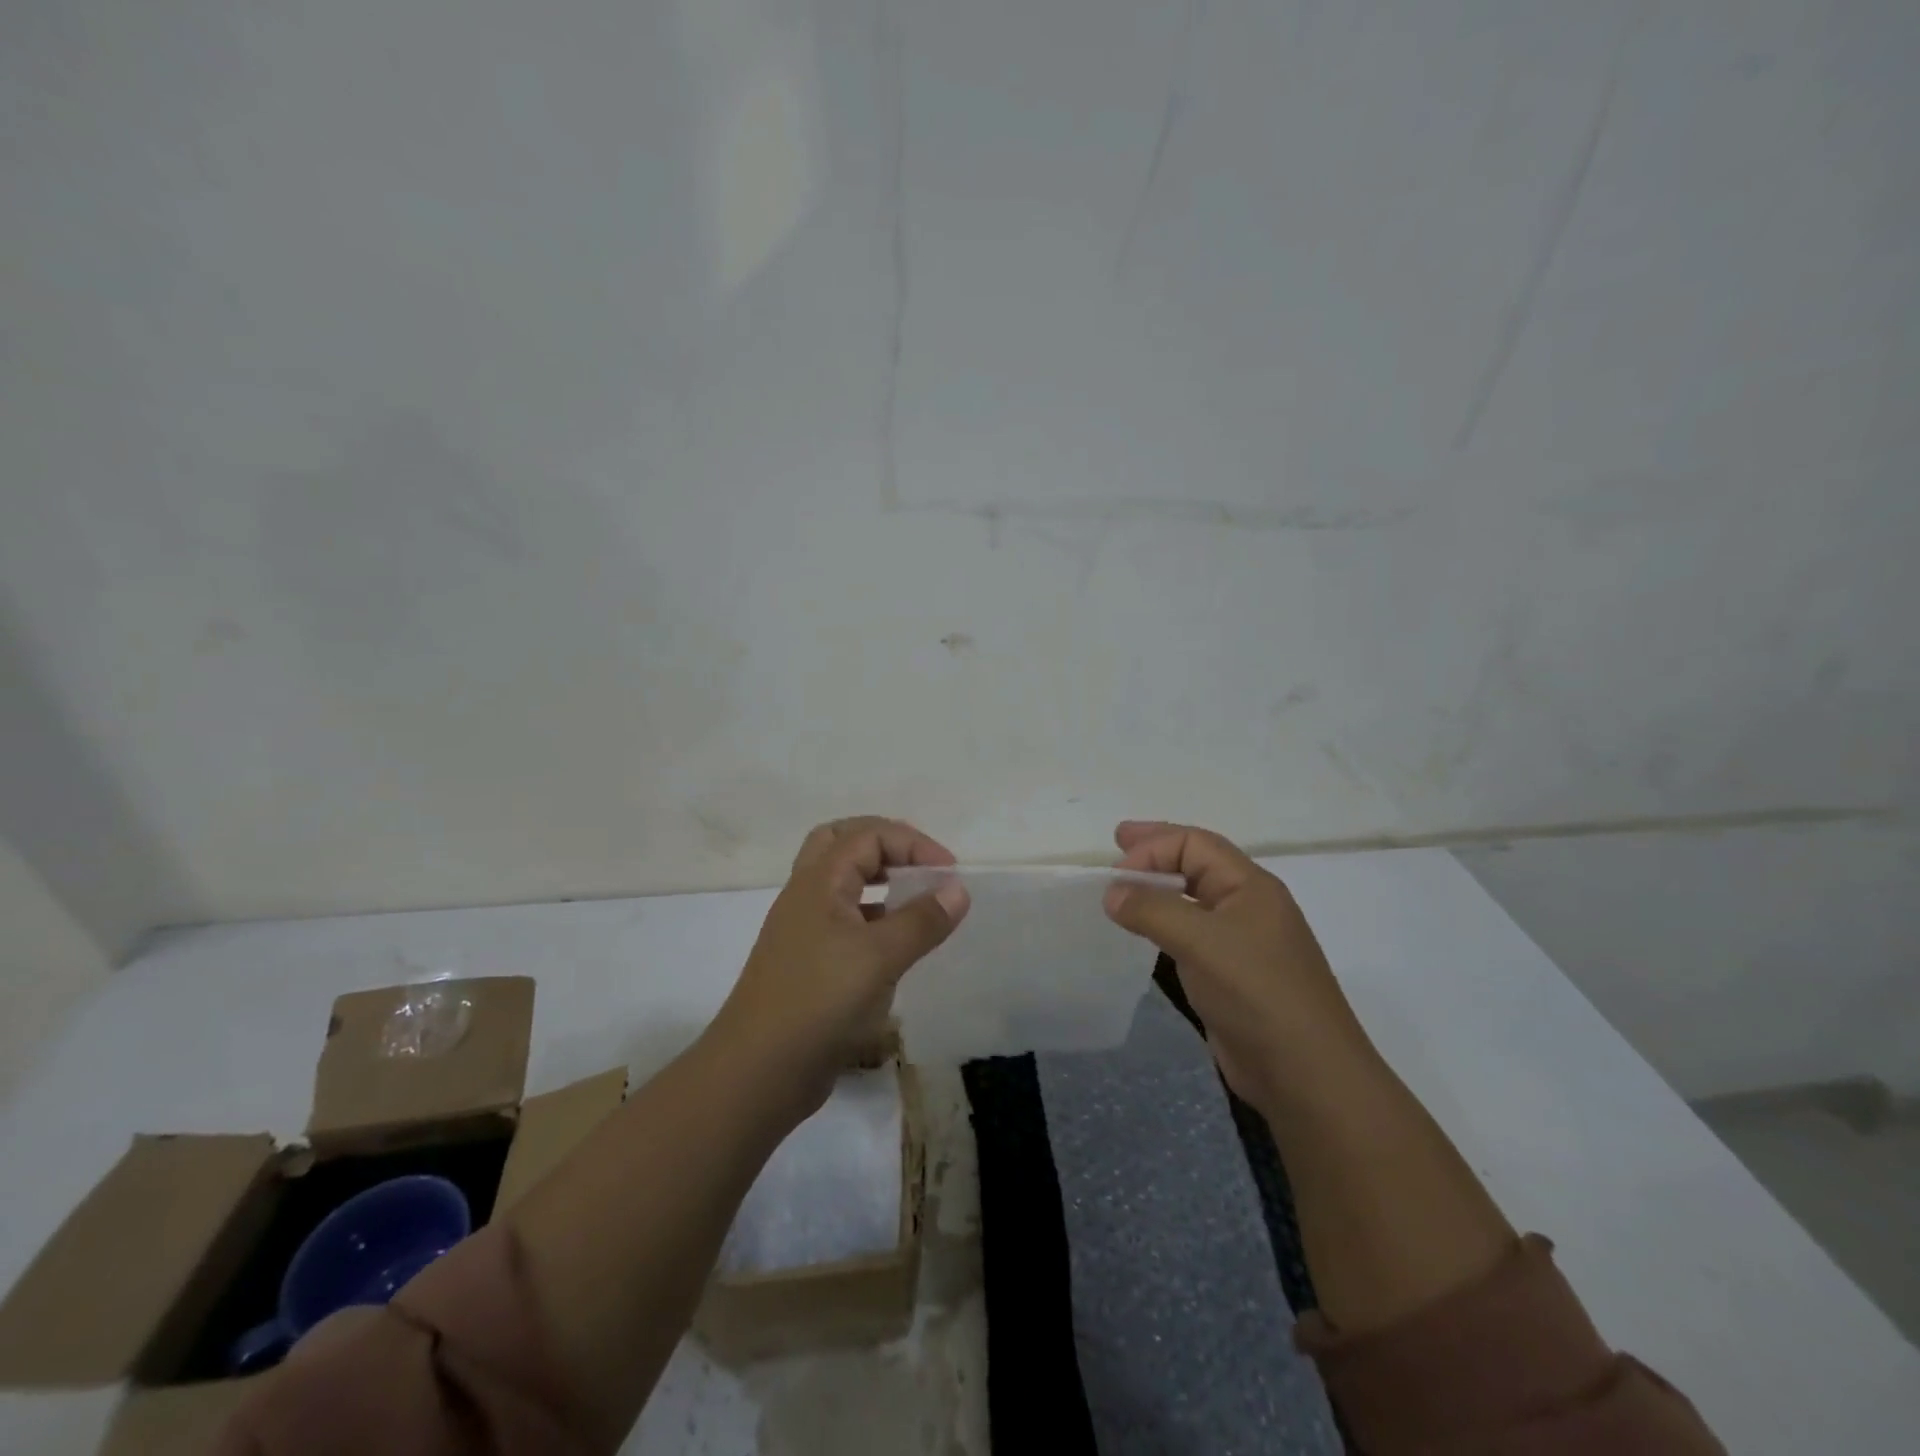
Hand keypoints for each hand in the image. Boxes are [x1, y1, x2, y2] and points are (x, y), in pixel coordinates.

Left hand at [712, 817, 969, 1115]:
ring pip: (840, 883)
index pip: (868, 835)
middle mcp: (806, 895)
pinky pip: (843, 921)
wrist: (758, 1072)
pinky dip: (872, 917)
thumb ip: (922, 920)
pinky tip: (895, 945)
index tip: (949, 872)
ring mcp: (803, 930)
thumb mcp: (880, 957)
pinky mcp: (807, 963)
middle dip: (885, 845)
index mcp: (818, 881)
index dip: (912, 843)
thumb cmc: (819, 1001)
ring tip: (914, 900)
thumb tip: (958, 889)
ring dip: (877, 880)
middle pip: (841, 844)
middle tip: (919, 865)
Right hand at [1103, 820, 1377, 1113]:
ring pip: (1191, 900)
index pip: (1195, 844)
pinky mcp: (1230, 975)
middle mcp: (1246, 906)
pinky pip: (1190, 934)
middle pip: (1196, 863)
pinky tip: (1144, 933)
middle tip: (1117, 841)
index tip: (1115, 872)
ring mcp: (1240, 942)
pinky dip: (1163, 924)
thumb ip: (1152, 910)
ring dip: (1157, 889)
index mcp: (1250, 886)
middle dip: (1156, 851)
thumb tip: (1111, 893)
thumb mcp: (1201, 941)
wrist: (1305, 1074)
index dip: (1153, 847)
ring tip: (1123, 888)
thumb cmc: (1257, 992)